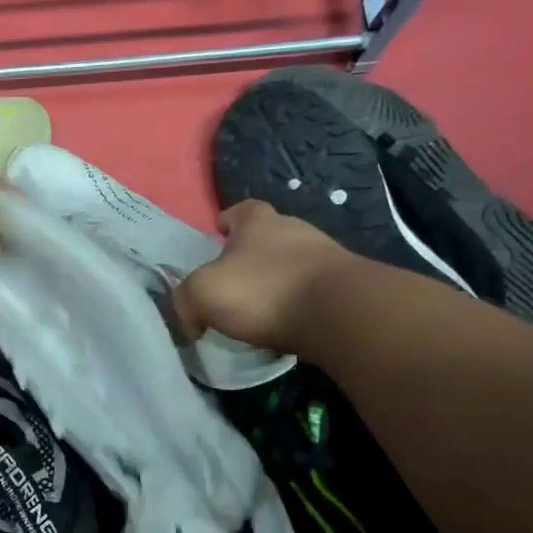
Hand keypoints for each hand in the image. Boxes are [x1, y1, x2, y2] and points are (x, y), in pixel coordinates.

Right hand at [171, 199, 360, 349]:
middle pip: (270, 235)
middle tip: (234, 277)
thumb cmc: (264, 290)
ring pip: (293, 263)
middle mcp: (295, 231)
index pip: (242, 210)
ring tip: (260, 306)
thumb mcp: (203, 293)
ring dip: (277, 280)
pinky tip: (286, 323)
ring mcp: (326, 257)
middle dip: (252, 252)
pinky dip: (298, 303)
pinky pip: (313, 290)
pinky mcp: (346, 287)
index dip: (229, 219)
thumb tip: (191, 320)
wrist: (340, 313)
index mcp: (258, 223)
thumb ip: (185, 301)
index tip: (219, 232)